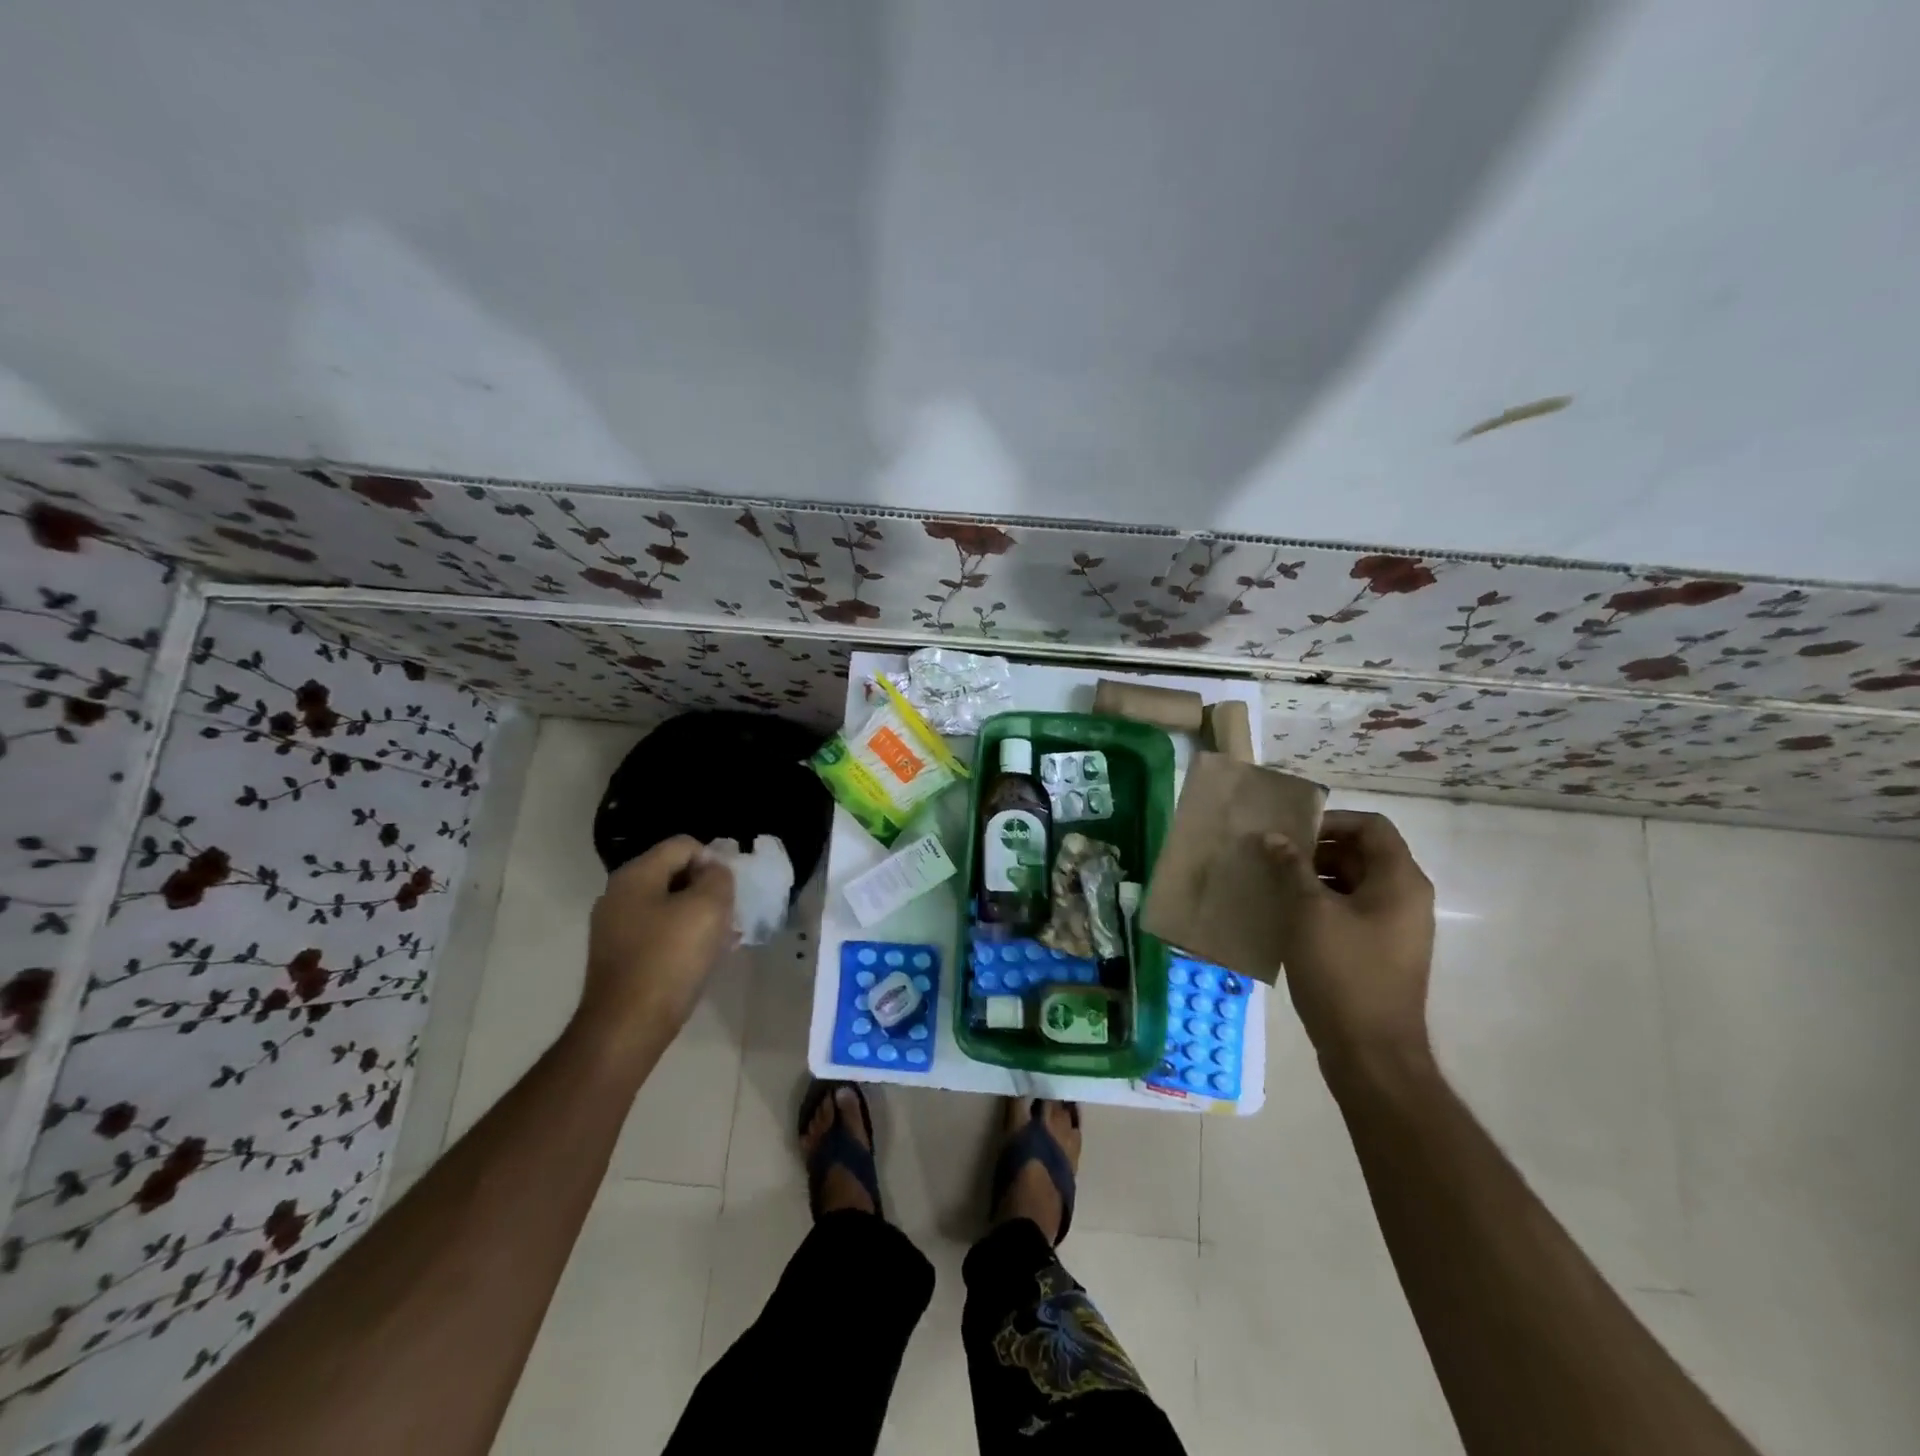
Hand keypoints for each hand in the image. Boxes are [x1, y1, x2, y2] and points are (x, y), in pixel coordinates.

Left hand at [576, 836, 735, 1066]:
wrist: (627, 1027)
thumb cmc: (669, 960)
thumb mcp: (708, 908)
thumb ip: (718, 878)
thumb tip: (714, 871)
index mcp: (636, 875)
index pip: (683, 845)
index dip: (713, 861)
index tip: (729, 891)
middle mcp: (619, 895)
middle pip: (675, 875)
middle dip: (707, 890)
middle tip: (729, 915)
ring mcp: (615, 928)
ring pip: (669, 906)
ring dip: (699, 916)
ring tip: (723, 939)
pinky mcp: (619, 957)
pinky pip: (659, 933)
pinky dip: (683, 938)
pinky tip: (704, 958)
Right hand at [1263, 811, 1435, 1071]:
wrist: (1371, 1053)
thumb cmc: (1342, 972)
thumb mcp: (1309, 912)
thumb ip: (1291, 868)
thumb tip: (1274, 838)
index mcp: (1399, 881)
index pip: (1371, 826)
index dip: (1330, 821)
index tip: (1291, 835)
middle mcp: (1405, 899)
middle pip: (1361, 853)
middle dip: (1315, 851)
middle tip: (1272, 859)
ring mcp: (1395, 928)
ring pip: (1353, 884)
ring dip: (1313, 879)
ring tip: (1272, 887)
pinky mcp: (1380, 952)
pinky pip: (1350, 913)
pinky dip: (1320, 906)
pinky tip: (1285, 919)